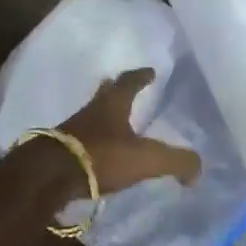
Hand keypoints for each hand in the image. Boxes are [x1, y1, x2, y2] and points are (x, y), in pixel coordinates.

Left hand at [57, 67, 201, 194]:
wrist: (49, 175)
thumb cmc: (101, 156)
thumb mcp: (146, 159)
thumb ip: (176, 161)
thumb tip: (196, 169)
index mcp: (113, 104)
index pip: (129, 82)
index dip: (141, 76)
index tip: (150, 71)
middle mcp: (91, 110)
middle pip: (105, 93)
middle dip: (116, 89)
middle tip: (126, 88)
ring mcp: (72, 129)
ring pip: (92, 115)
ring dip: (103, 115)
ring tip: (115, 122)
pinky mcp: (60, 150)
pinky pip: (81, 138)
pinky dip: (93, 139)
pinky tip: (98, 151)